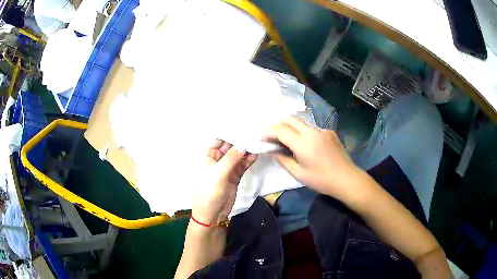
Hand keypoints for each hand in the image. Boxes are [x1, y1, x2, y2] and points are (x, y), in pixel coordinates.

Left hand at [192, 140, 257, 225]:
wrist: (213, 213)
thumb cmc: (209, 191)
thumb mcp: (218, 173)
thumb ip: (231, 158)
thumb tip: (243, 144)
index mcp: (208, 157)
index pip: (218, 140)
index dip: (228, 133)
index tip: (241, 126)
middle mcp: (218, 160)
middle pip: (230, 146)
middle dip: (240, 140)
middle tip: (253, 132)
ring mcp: (228, 168)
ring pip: (238, 155)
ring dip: (246, 150)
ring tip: (257, 142)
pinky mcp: (236, 176)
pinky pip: (243, 165)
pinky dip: (249, 160)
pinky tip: (256, 154)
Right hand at [266, 116, 359, 197]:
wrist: (346, 178)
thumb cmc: (321, 180)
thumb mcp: (299, 174)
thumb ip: (283, 160)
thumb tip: (272, 151)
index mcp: (303, 144)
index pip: (281, 131)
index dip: (269, 132)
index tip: (262, 136)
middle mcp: (312, 132)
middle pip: (291, 119)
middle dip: (278, 123)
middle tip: (272, 133)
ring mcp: (322, 130)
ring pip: (302, 122)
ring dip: (291, 127)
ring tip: (287, 138)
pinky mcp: (330, 132)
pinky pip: (312, 128)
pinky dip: (304, 132)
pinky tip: (306, 144)